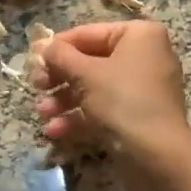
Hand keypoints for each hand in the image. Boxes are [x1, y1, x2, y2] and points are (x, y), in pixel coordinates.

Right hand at [34, 20, 190, 183]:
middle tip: (36, 86)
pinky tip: (55, 130)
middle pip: (90, 62)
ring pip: (94, 88)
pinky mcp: (138, 116)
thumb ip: (59, 55)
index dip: (57, 47)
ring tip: (42, 114)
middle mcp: (144, 57)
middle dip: (59, 78)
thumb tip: (42, 44)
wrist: (158, 156)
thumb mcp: (84, 74)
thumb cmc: (122, 101)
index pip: (88, 34)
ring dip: (64, 100)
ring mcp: (142, 89)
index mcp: (139, 36)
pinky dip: (79, 117)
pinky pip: (104, 109)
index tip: (32, 59)